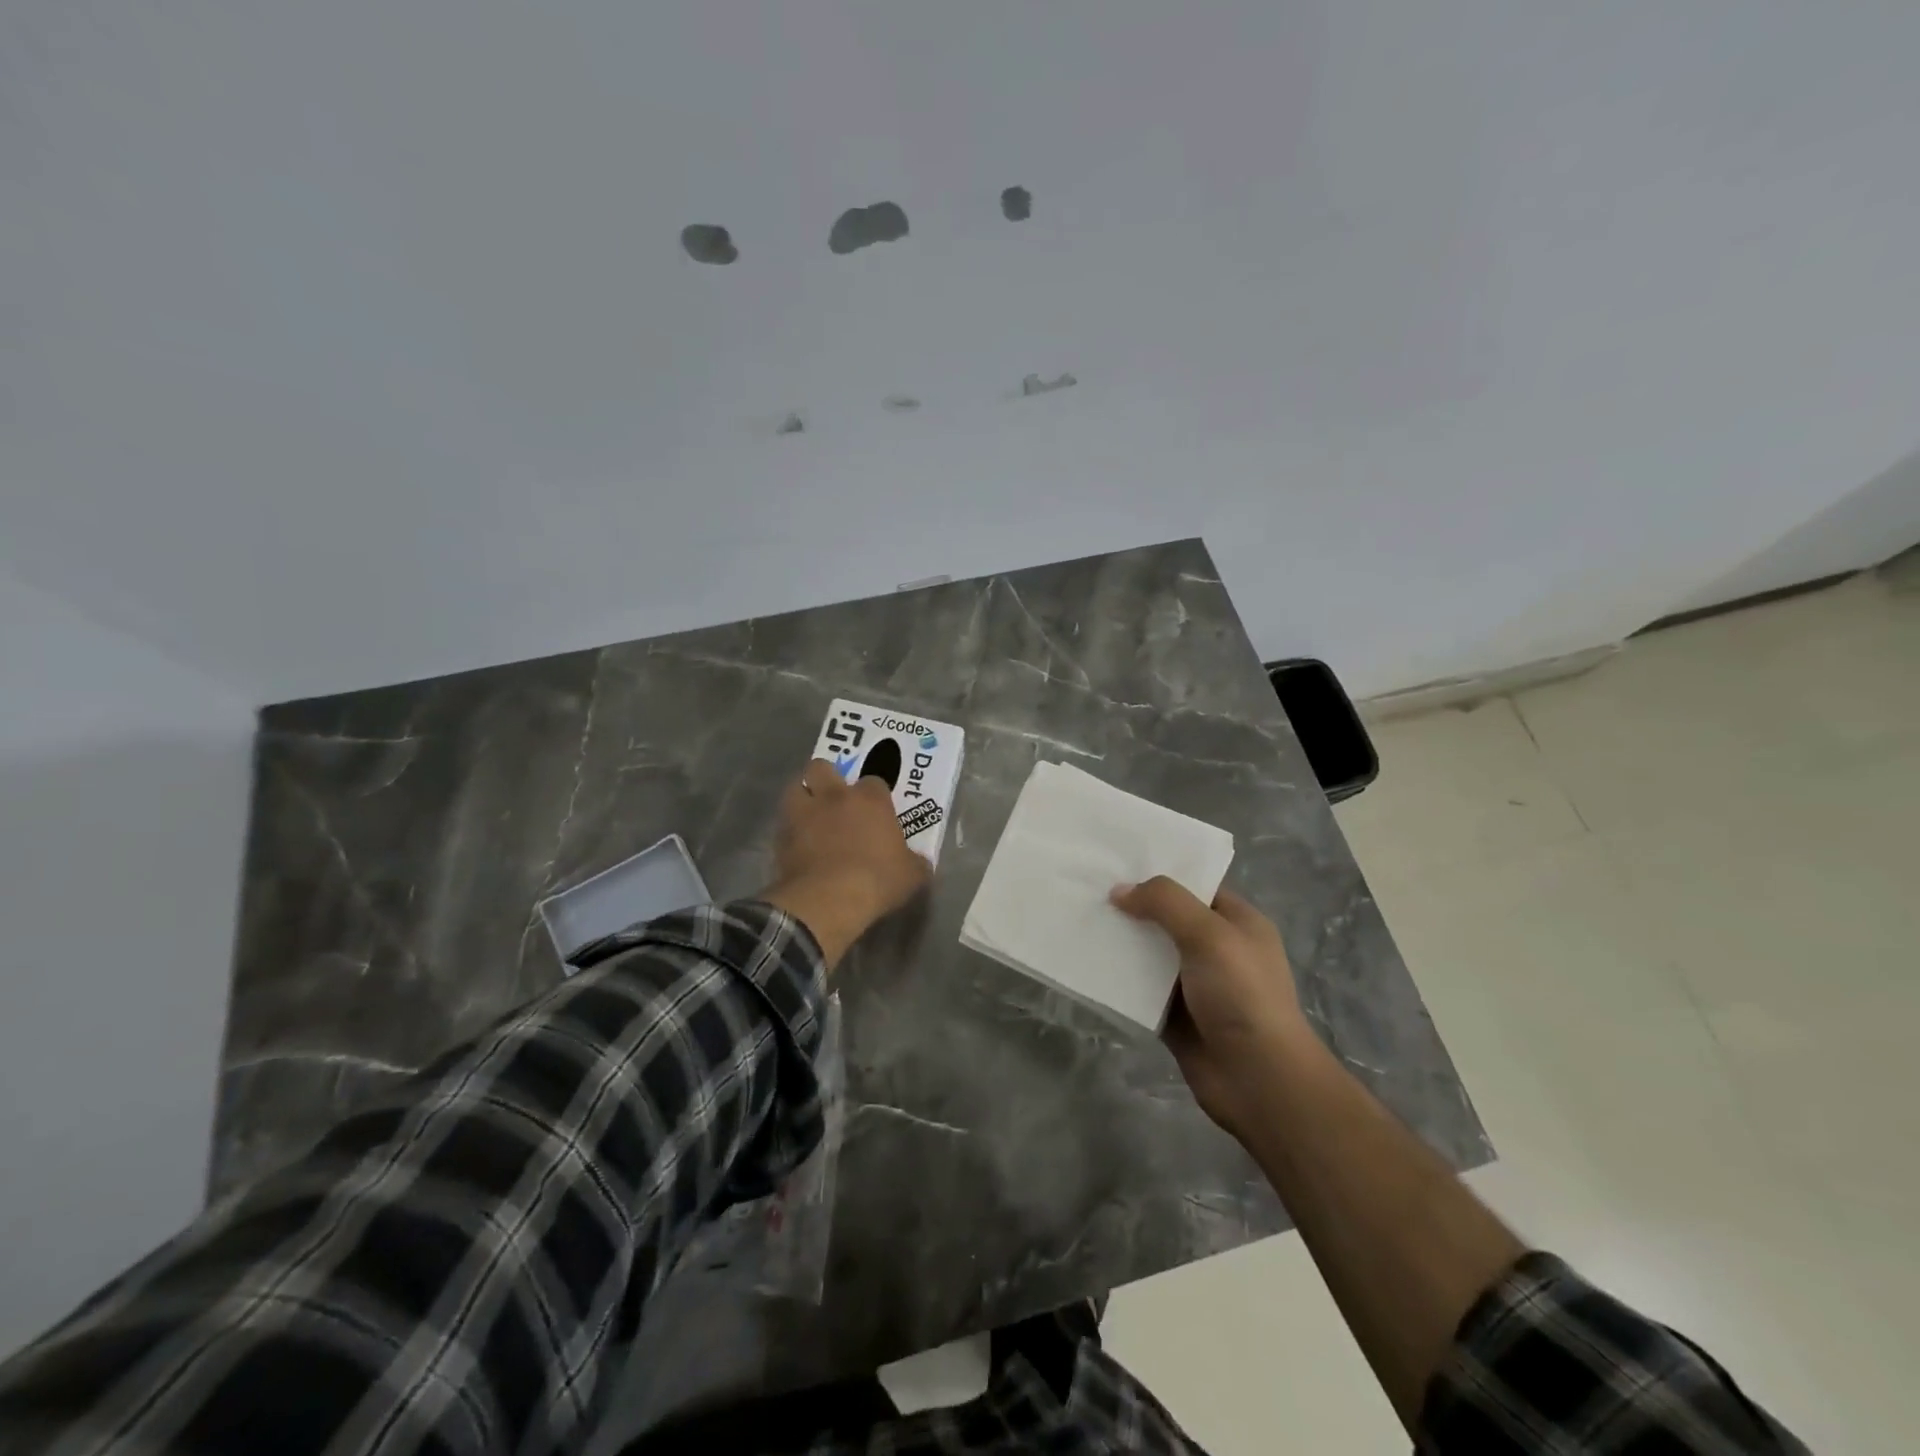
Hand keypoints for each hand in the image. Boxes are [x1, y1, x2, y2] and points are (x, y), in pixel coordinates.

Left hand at [762, 759, 930, 967]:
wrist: (829, 900)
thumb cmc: (877, 880)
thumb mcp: (912, 875)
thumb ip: (915, 863)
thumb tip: (918, 863)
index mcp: (870, 800)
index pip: (874, 781)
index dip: (875, 794)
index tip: (877, 810)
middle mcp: (834, 797)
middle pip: (822, 767)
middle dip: (826, 777)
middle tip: (833, 796)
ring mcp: (804, 813)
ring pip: (795, 786)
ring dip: (802, 796)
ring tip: (809, 813)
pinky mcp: (781, 837)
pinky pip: (784, 823)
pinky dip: (790, 830)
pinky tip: (797, 845)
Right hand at [1111, 877, 1314, 1139]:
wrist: (1258, 1080)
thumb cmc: (1242, 995)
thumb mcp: (1209, 935)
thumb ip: (1165, 903)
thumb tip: (1120, 891)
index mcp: (1237, 923)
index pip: (1195, 886)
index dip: (1160, 874)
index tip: (1117, 863)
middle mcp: (1216, 949)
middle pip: (1167, 918)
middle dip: (1133, 907)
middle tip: (1088, 890)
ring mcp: (1194, 984)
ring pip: (1149, 954)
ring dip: (1121, 943)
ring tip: (1079, 921)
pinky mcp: (1174, 1016)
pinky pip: (1140, 989)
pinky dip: (1118, 979)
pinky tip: (1087, 964)